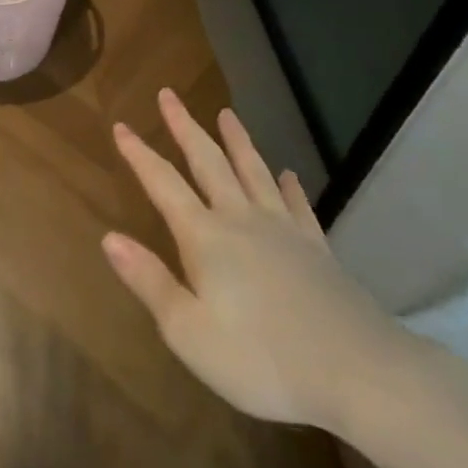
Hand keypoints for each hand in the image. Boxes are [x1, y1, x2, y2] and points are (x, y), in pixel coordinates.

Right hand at [102, 90, 415, 431]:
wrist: (359, 373)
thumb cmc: (262, 359)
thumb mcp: (189, 331)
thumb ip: (149, 281)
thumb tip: (109, 237)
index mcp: (205, 237)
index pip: (163, 184)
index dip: (139, 154)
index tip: (121, 125)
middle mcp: (241, 220)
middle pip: (208, 162)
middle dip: (185, 127)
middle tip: (169, 95)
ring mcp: (284, 230)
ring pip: (254, 172)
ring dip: (237, 141)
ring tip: (226, 113)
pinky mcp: (317, 249)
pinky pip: (298, 206)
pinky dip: (290, 186)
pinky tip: (288, 174)